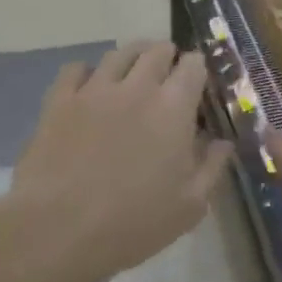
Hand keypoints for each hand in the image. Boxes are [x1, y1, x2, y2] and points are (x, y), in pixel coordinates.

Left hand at [5, 43, 229, 281]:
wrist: (58, 231)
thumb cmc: (133, 222)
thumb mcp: (189, 206)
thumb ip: (212, 167)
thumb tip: (223, 142)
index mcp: (173, 108)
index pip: (193, 65)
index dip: (198, 69)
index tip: (198, 84)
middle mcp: (136, 87)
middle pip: (157, 50)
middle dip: (168, 57)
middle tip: (168, 78)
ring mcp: (94, 90)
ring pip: (118, 53)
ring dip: (132, 59)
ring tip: (132, 75)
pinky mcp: (58, 101)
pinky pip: (75, 69)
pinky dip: (87, 73)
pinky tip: (90, 89)